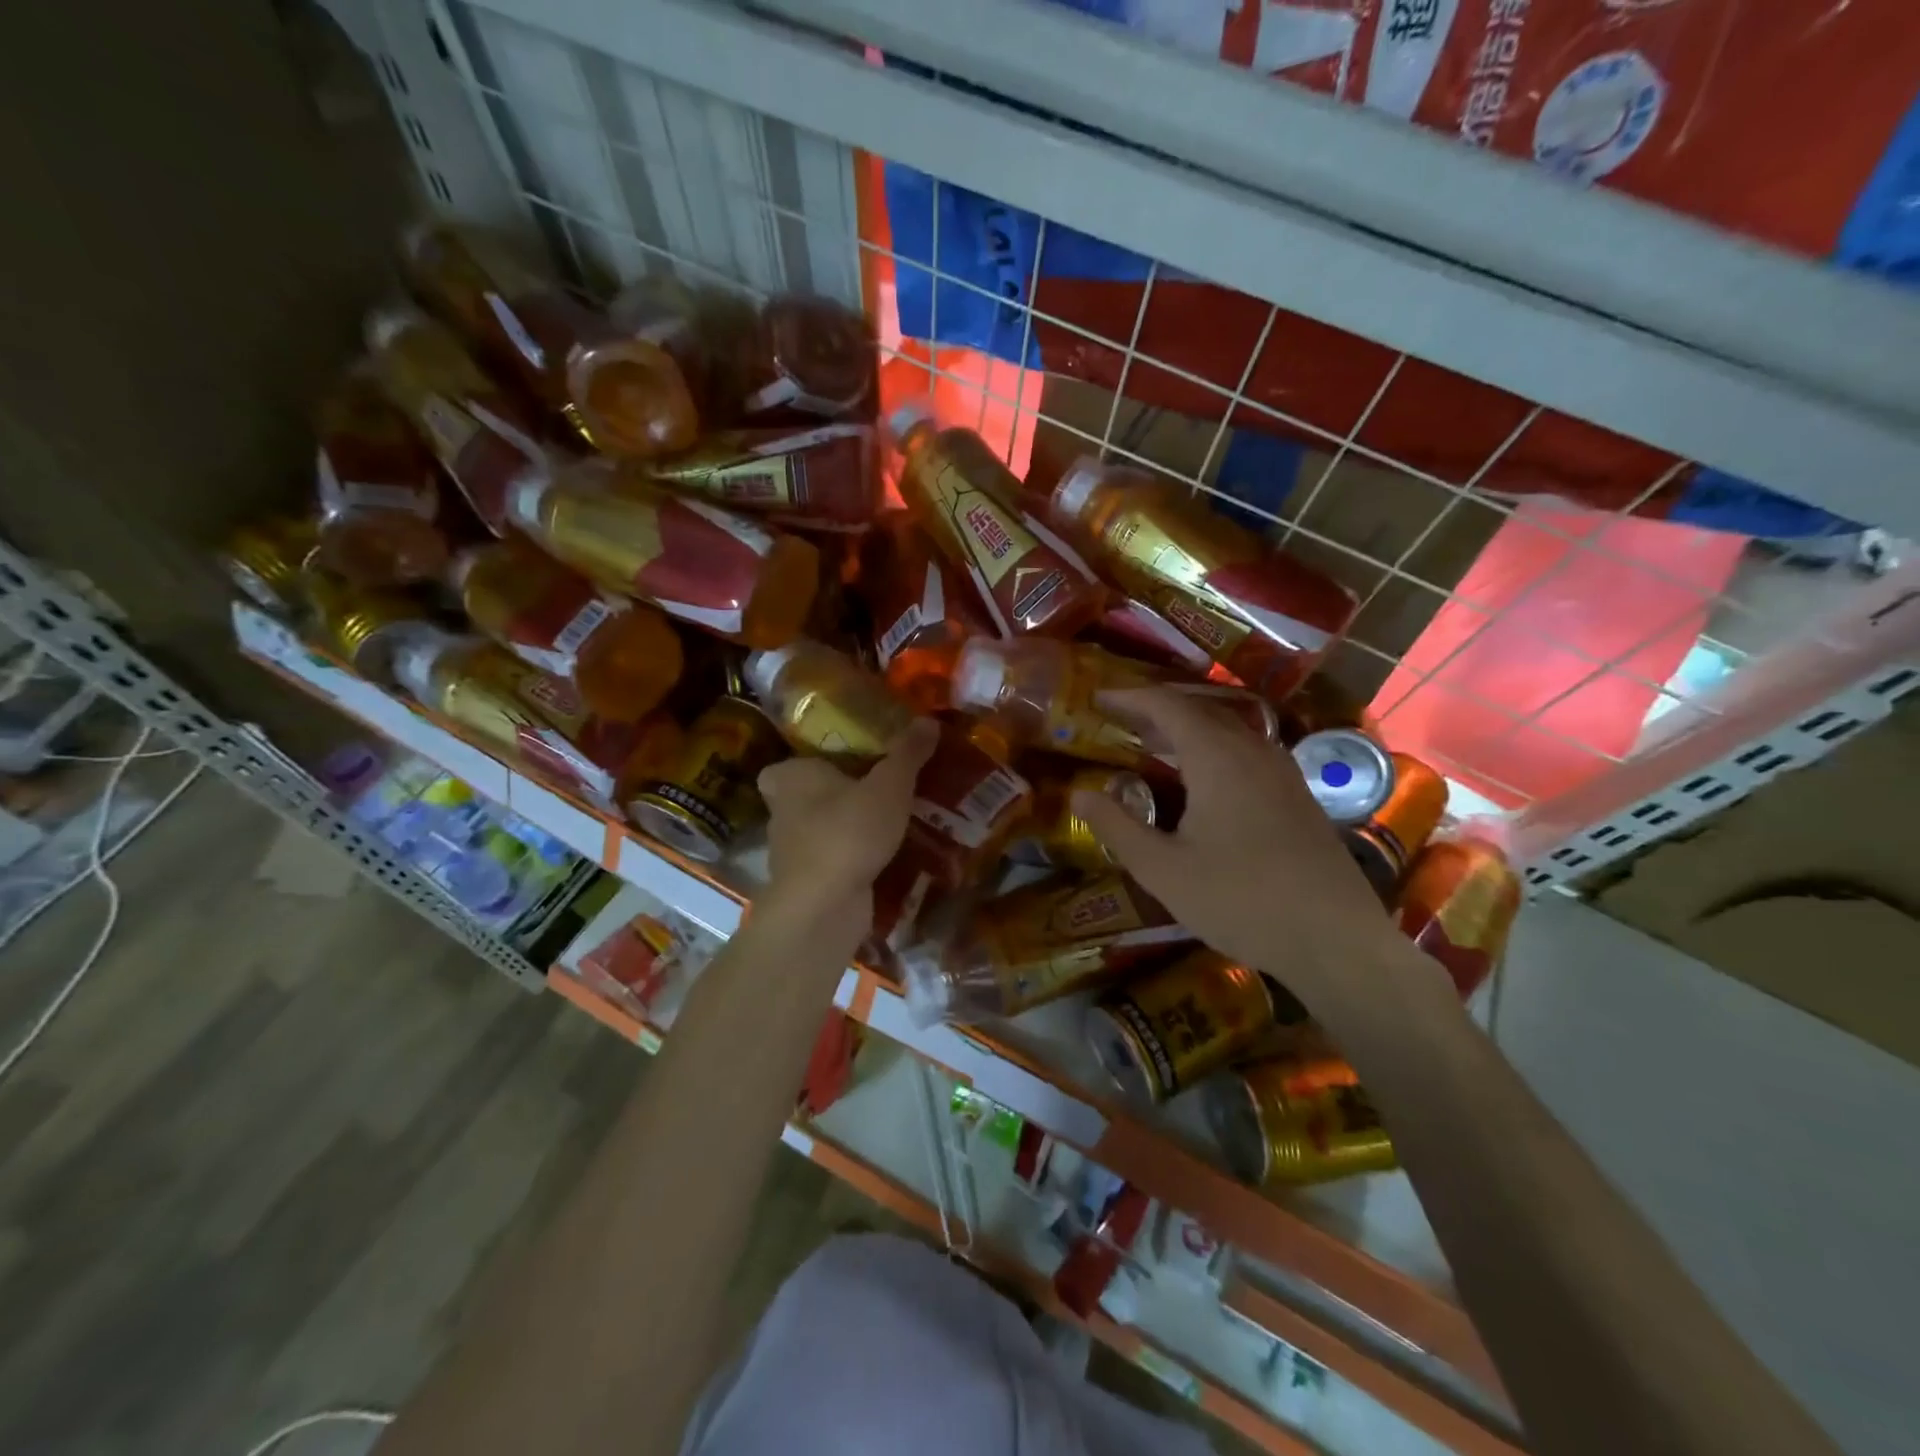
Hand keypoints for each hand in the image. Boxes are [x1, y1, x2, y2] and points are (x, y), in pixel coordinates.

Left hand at [754, 719, 939, 943]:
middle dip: (840, 795)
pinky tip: (888, 857)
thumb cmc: (848, 832)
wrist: (824, 907)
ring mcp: (792, 852)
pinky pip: (835, 860)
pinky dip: (855, 859)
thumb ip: (908, 754)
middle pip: (809, 797)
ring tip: (893, 822)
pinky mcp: (808, 883)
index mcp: (791, 778)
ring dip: (850, 829)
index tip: (846, 763)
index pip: (789, 764)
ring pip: (823, 830)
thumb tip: (929, 720)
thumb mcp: (889, 786)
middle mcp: (783, 812)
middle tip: (880, 789)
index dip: (813, 763)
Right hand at [1071, 689, 1412, 1013]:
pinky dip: (1212, 750)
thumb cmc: (1240, 900)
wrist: (1336, 939)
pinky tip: (1202, 782)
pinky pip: (1245, 752)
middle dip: (1156, 710)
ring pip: (1226, 731)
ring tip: (1154, 745)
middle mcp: (1252, 751)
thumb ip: (1116, 827)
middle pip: (1199, 711)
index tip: (1098, 698)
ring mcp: (1281, 772)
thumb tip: (1078, 794)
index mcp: (1217, 757)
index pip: (1166, 706)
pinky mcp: (1297, 796)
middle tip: (1120, 720)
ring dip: (1186, 730)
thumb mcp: (1162, 869)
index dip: (1129, 698)